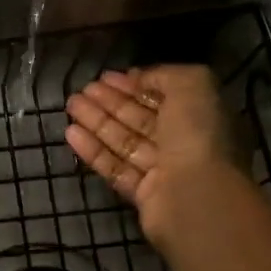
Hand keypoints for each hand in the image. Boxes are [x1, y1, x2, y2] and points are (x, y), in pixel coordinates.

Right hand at [63, 65, 255, 248]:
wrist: (198, 196)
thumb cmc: (198, 134)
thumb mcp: (193, 84)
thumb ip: (165, 75)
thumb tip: (139, 78)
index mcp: (200, 116)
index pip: (163, 97)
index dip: (135, 85)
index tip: (106, 76)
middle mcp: (183, 143)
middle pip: (140, 119)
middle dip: (111, 102)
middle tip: (83, 89)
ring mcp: (162, 171)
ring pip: (124, 142)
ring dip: (97, 122)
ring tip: (71, 105)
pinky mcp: (142, 194)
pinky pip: (115, 168)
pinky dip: (93, 151)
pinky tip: (71, 134)